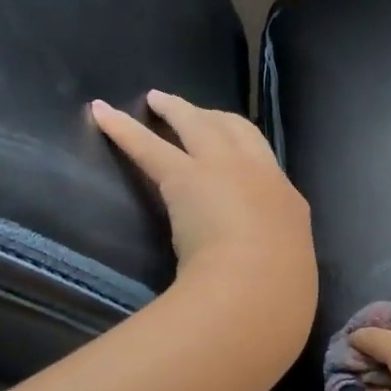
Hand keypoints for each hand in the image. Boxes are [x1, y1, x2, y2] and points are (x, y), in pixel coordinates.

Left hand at [91, 91, 315, 333]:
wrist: (259, 287)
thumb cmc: (280, 292)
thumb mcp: (288, 272)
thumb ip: (273, 262)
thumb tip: (264, 274)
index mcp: (287, 202)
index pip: (266, 162)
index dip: (246, 146)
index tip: (233, 144)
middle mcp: (258, 174)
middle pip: (236, 130)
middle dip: (217, 118)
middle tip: (196, 112)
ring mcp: (222, 169)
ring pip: (197, 125)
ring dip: (176, 109)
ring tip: (156, 98)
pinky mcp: (184, 177)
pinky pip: (148, 147)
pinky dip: (123, 128)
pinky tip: (101, 112)